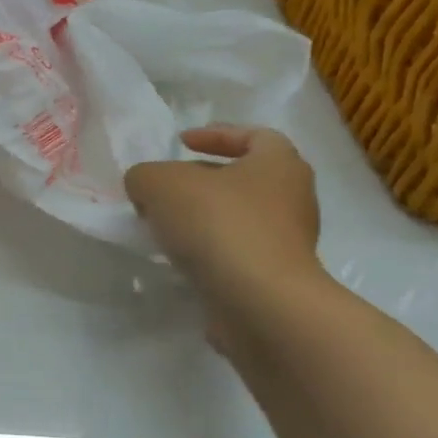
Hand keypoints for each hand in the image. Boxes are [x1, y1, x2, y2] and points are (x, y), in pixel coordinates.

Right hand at [124, 126, 322, 302]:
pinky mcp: (276, 279)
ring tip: (165, 227)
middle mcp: (293, 199)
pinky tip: (180, 260)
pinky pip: (237, 254)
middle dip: (203, 181)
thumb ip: (144, 176)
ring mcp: (288, 243)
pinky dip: (209, 252)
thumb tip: (145, 189)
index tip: (181, 143)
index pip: (255, 135)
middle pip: (244, 179)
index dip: (216, 134)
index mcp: (279, 164)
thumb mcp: (159, 183)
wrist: (259, 303)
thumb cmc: (218, 224)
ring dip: (203, 220)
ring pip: (238, 219)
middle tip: (166, 189)